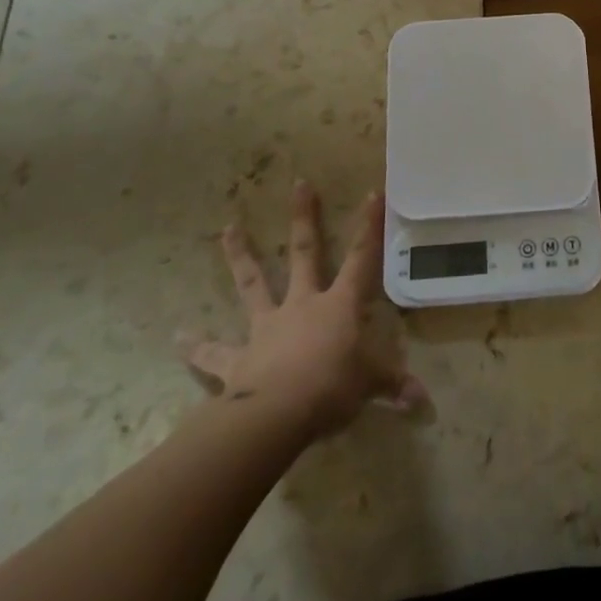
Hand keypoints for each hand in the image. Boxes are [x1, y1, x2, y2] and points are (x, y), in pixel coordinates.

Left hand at [178, 183, 426, 438]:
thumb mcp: (370, 386)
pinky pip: (214, 352)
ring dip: (241, 256)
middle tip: (299, 184)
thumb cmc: (331, 389)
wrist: (276, 416)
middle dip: (304, 218)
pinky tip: (177, 337)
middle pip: (305, 253)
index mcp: (338, 306)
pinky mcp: (237, 358)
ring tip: (228, 228)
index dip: (368, 227)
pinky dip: (196, 346)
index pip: (361, 259)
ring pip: (253, 284)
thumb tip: (423, 400)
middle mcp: (302, 305)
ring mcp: (266, 327)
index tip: (372, 192)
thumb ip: (393, 386)